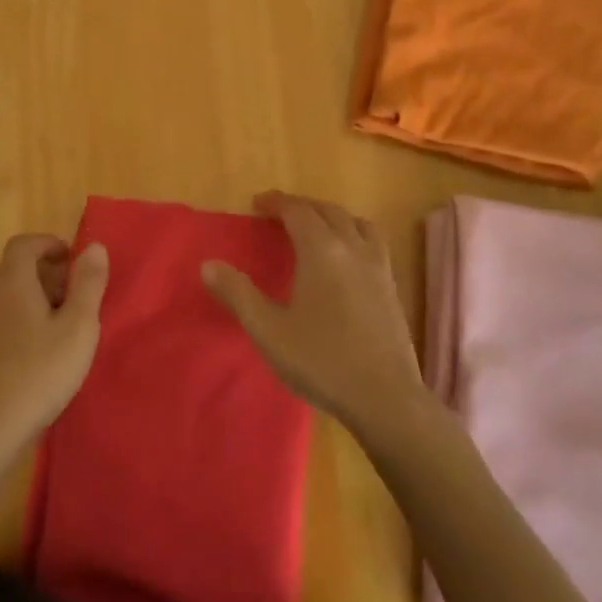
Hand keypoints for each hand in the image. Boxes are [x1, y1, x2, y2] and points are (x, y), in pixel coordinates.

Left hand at [0, 235, 108, 462]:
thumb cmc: (38, 374)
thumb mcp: (78, 328)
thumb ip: (88, 284)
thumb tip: (94, 246)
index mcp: (11, 281)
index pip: (24, 244)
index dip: (48, 244)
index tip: (71, 260)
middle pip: (10, 269)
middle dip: (40, 272)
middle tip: (70, 295)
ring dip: (25, 299)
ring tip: (53, 326)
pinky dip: (10, 323)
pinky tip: (28, 355)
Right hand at [201, 192, 423, 433]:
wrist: (385, 398)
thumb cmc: (321, 361)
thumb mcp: (268, 330)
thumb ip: (237, 294)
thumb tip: (209, 265)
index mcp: (321, 251)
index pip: (298, 211)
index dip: (276, 203)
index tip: (257, 203)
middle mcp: (353, 249)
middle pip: (328, 211)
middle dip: (302, 206)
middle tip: (280, 214)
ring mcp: (378, 267)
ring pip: (356, 223)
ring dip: (332, 216)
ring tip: (316, 228)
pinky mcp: (392, 288)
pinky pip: (373, 243)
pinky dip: (354, 234)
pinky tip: (347, 259)